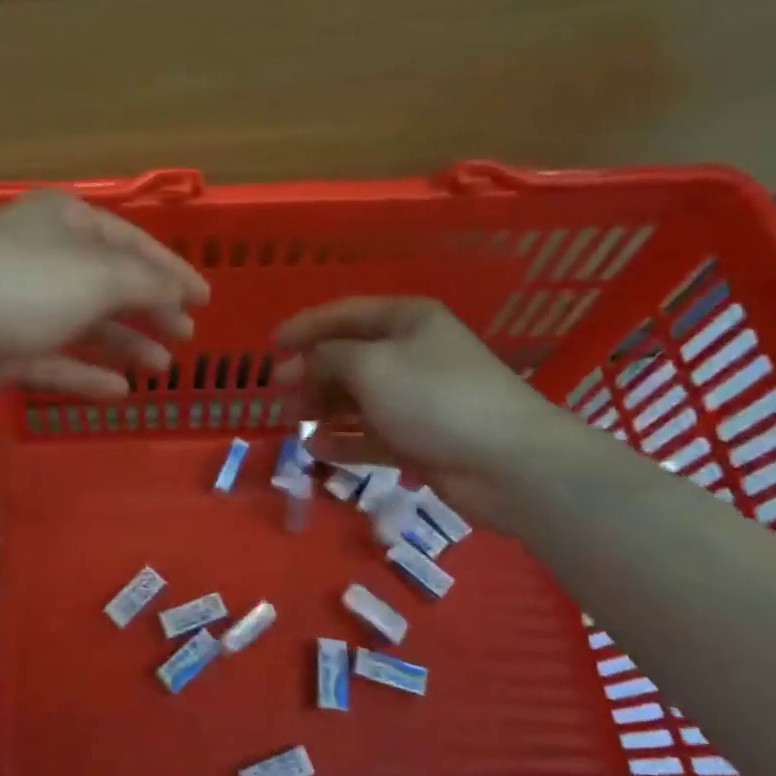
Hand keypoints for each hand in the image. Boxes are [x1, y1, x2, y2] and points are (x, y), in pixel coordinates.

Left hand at [0, 190, 208, 401]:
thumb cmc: (24, 284)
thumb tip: (178, 290)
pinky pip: (55, 361)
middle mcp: (45, 258)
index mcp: (67, 223)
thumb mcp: (99, 275)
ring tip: (162, 367)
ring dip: (124, 343)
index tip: (205, 300)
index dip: (172, 271)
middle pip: (109, 285)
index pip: (133, 243)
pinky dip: (85, 374)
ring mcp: (22, 305)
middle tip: (185, 336)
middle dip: (150, 309)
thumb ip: (146, 283)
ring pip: (84, 325)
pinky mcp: (3, 349)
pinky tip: (118, 390)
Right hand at [272, 297, 586, 528]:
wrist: (506, 462)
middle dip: (311, 371)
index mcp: (406, 321)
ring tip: (293, 419)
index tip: (270, 345)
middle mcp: (411, 353)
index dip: (304, 326)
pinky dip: (343, 440)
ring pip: (357, 397)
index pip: (344, 314)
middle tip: (279, 391)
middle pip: (348, 357)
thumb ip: (327, 356)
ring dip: (323, 406)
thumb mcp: (369, 365)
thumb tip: (301, 362)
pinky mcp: (418, 438)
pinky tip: (315, 448)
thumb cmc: (433, 397)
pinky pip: (370, 434)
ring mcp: (415, 398)